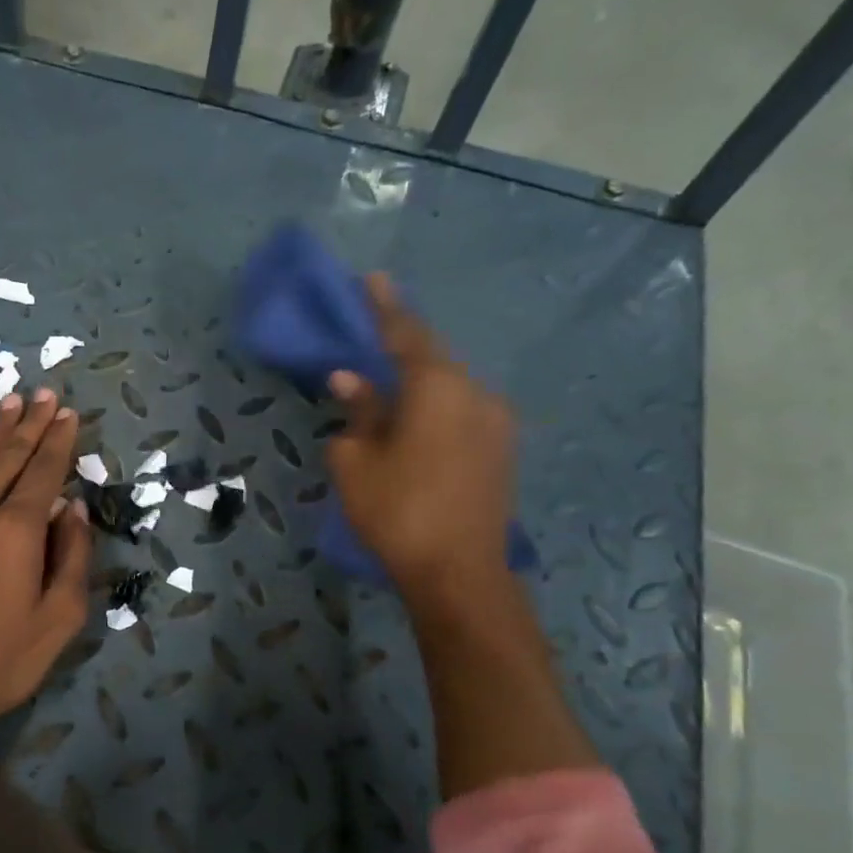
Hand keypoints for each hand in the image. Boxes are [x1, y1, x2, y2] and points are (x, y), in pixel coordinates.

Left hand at [0, 388, 92, 750]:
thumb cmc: (2, 659)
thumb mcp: (59, 619)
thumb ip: (73, 557)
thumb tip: (73, 509)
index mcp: (16, 532)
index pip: (43, 473)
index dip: (58, 442)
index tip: (68, 414)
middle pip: (8, 457)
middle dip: (30, 424)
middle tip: (44, 394)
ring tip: (12, 401)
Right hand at [327, 273, 516, 610]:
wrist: (459, 573)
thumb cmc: (397, 512)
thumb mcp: (357, 462)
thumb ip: (357, 413)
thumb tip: (351, 380)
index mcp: (437, 388)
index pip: (406, 335)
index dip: (385, 308)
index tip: (373, 278)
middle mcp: (475, 393)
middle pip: (433, 358)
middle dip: (403, 345)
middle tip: (374, 333)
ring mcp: (496, 422)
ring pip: (451, 386)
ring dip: (420, 380)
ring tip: (391, 383)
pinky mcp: (502, 449)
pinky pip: (463, 410)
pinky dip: (436, 405)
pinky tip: (416, 420)